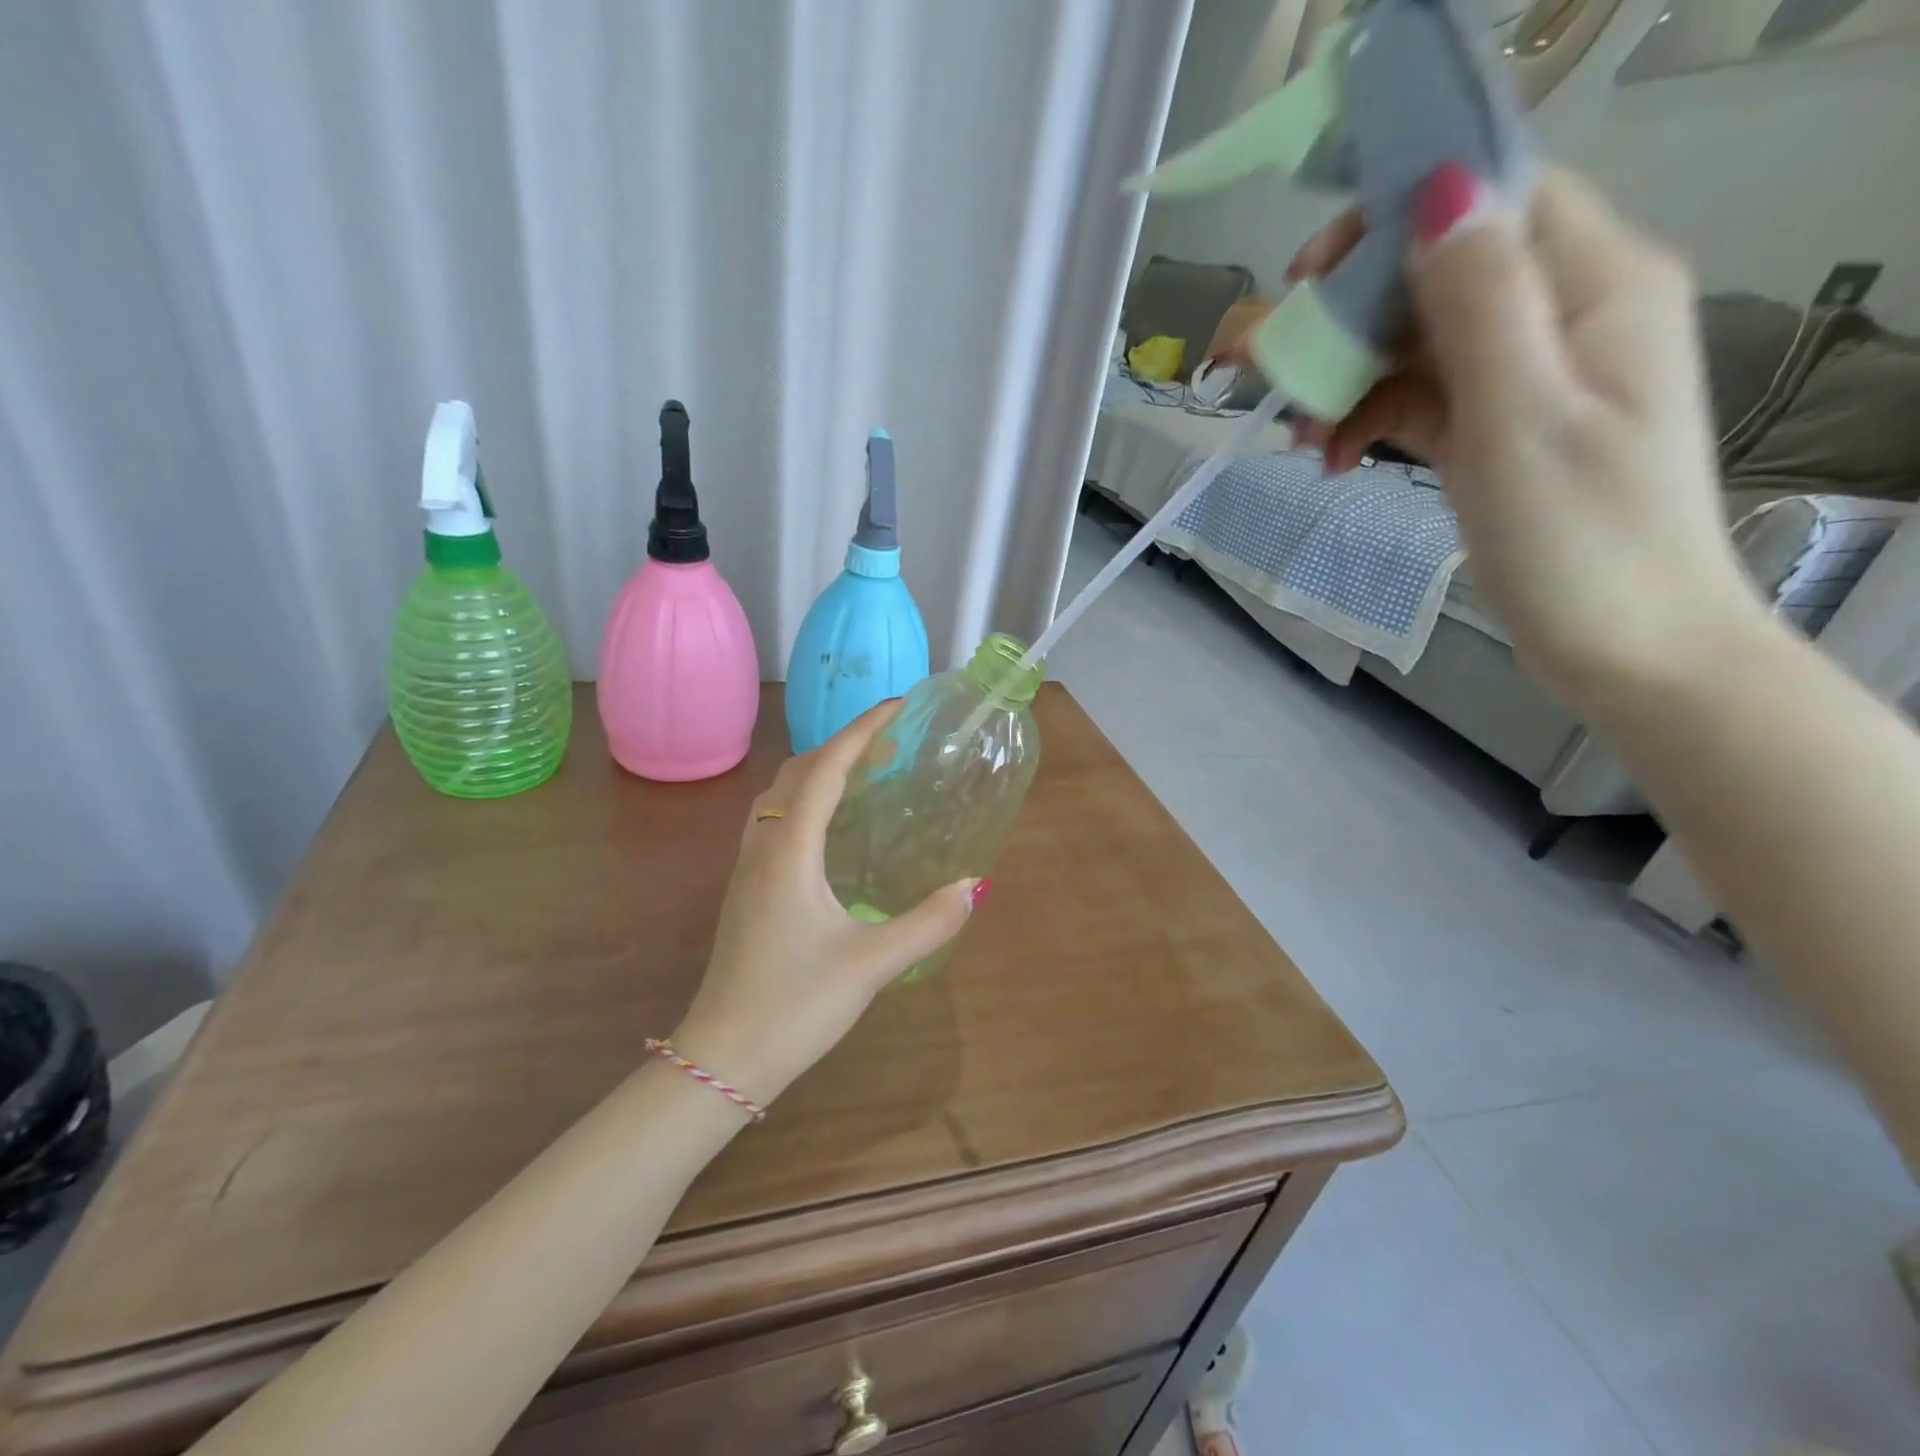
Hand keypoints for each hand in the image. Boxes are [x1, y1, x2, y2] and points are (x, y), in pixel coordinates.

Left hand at [670, 702, 979, 1108]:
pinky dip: (805, 800)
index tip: (898, 707)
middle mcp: (763, 847)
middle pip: (798, 772)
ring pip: (779, 795)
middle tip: (890, 743)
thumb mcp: (871, 966)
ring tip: (864, 774)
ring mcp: (747, 868)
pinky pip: (774, 820)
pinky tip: (831, 827)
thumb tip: (972, 886)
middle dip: (842, 745)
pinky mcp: (746, 890)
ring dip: (819, 770)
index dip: (862, 731)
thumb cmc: (794, 1006)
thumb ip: (927, 924)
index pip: (826, 769)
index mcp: (790, 852)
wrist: (722, 1057)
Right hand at [1283, 164, 1763, 708]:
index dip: (1394, 219)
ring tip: (1299, 440)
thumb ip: (1482, 303)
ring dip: (1345, 382)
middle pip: (1437, 277)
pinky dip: (1368, 421)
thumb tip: (1439, 192)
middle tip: (1259, 365)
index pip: (1492, 200)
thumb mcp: (1521, 417)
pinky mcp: (1496, 429)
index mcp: (1595, 287)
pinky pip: (1419, 399)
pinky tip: (1331, 461)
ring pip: (1416, 344)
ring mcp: (1526, 377)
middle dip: (1345, 317)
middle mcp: (1563, 315)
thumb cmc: (1579, 540)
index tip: (1306, 276)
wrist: (1624, 646)